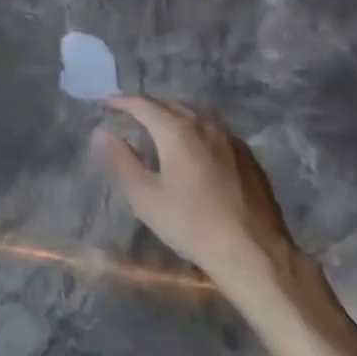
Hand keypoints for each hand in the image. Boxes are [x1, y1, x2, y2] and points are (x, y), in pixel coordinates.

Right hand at [96, 96, 301, 307]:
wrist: (254, 253)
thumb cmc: (191, 224)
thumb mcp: (145, 196)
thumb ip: (121, 160)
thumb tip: (103, 132)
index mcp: (177, 131)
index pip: (143, 105)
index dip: (122, 102)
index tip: (107, 103)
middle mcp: (205, 125)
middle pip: (171, 105)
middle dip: (148, 106)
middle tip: (130, 114)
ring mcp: (230, 139)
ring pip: (196, 114)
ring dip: (174, 114)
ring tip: (160, 125)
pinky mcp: (248, 156)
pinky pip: (214, 130)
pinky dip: (196, 128)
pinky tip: (195, 147)